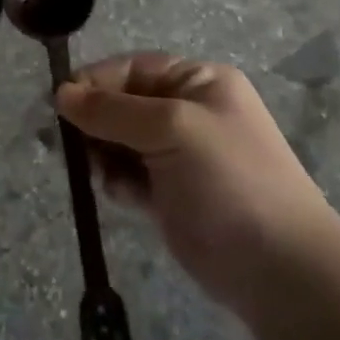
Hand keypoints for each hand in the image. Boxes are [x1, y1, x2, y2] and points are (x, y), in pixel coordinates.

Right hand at [57, 54, 339, 316]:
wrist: (279, 270)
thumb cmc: (229, 181)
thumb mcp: (172, 129)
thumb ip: (112, 110)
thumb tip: (61, 93)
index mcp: (198, 81)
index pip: (132, 69)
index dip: (94, 83)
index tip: (59, 106)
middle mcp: (188, 111)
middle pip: (122, 104)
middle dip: (95, 123)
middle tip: (74, 148)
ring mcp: (179, 154)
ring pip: (119, 141)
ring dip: (103, 154)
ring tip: (102, 175)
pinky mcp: (170, 193)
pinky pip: (128, 174)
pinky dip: (118, 181)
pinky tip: (123, 196)